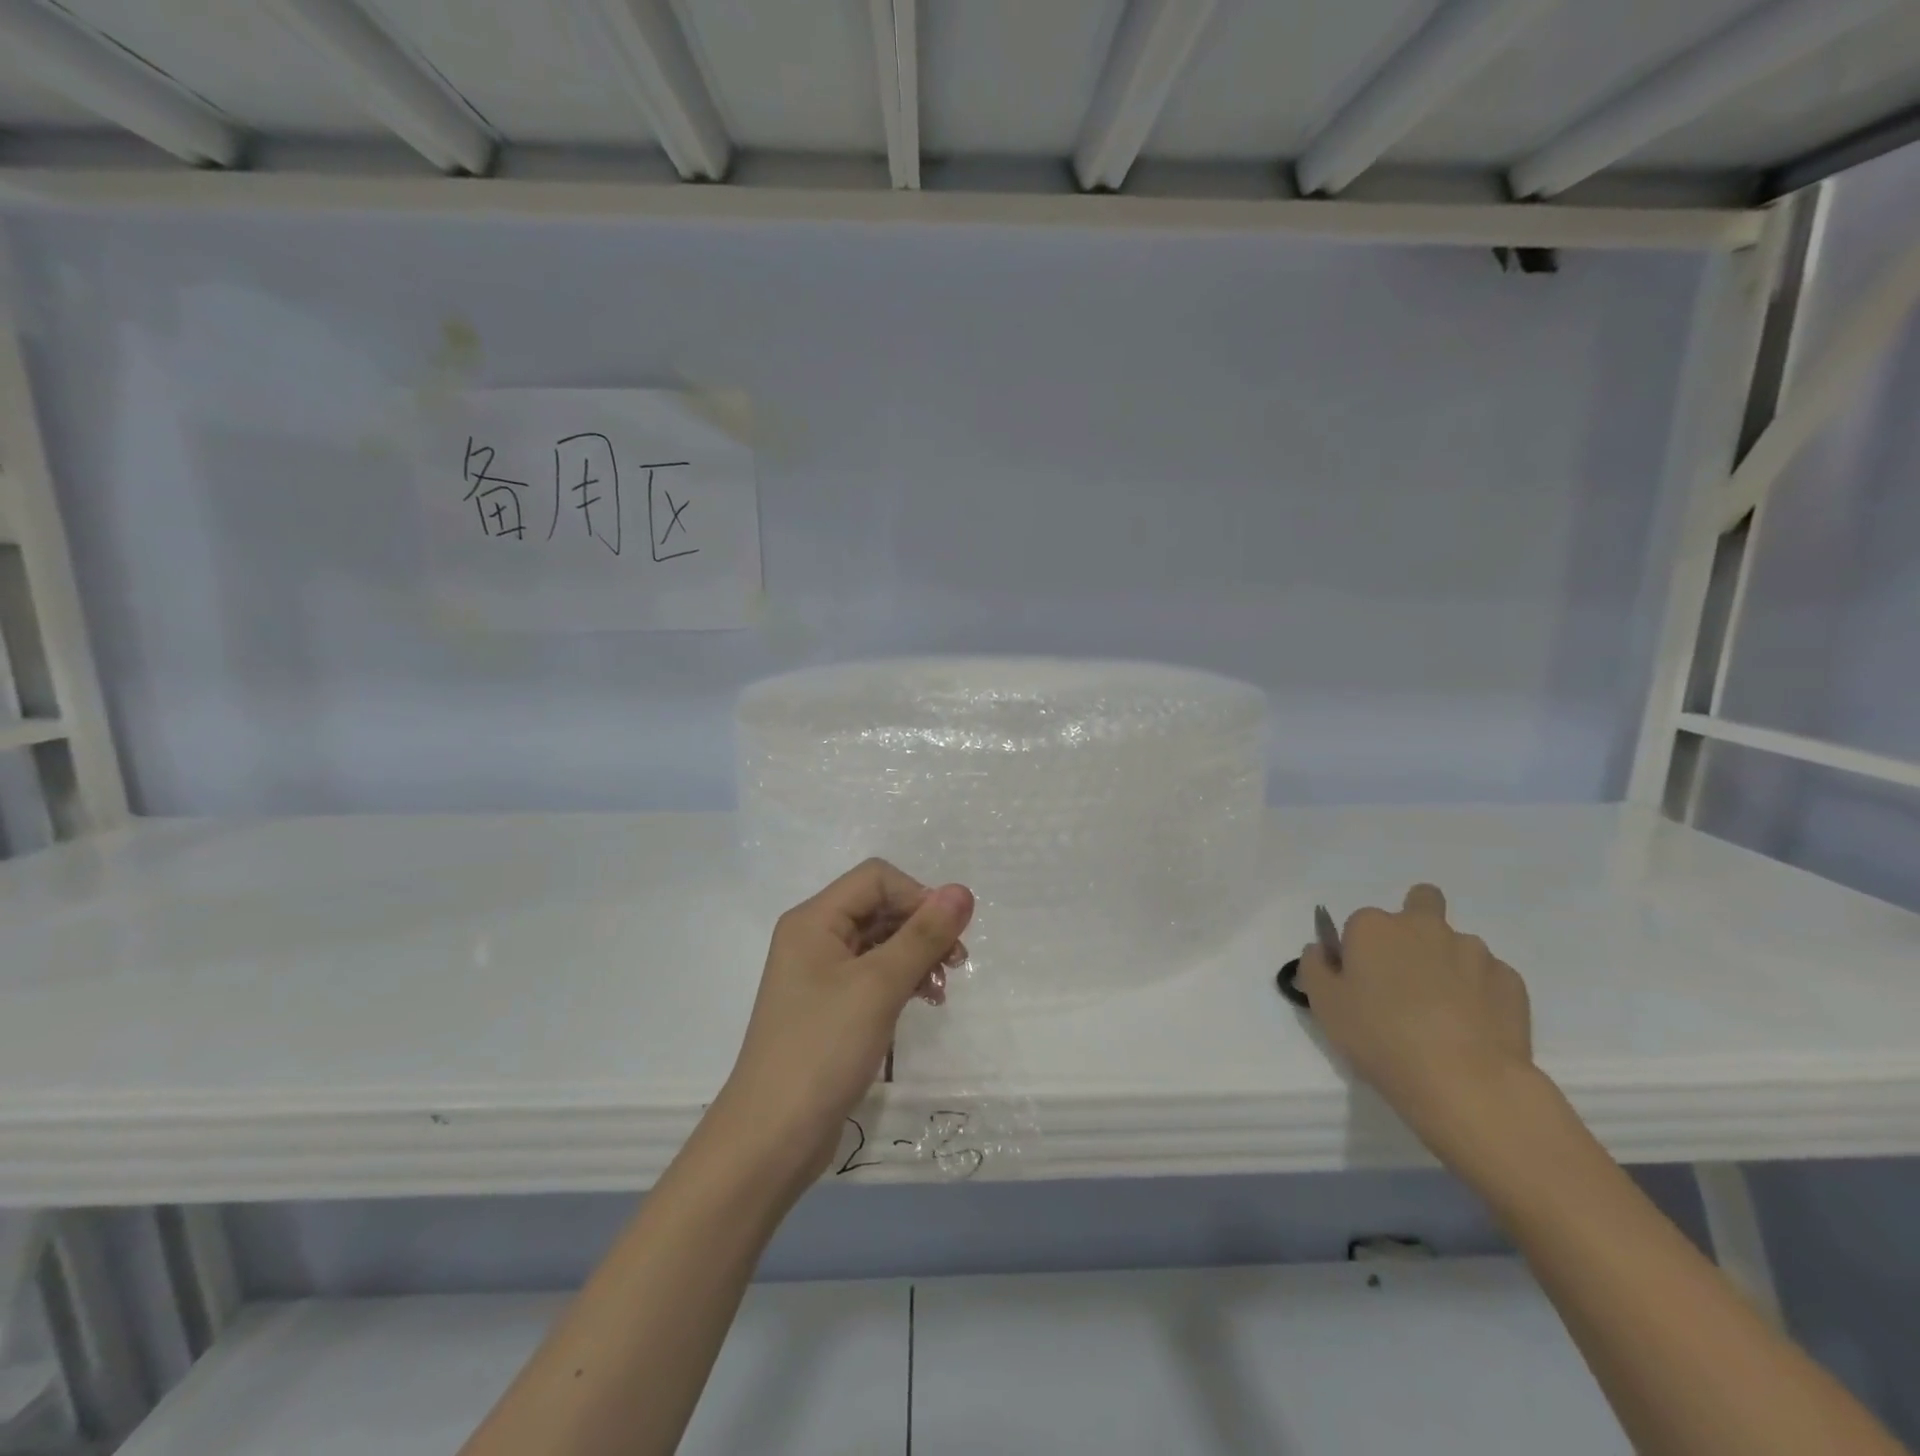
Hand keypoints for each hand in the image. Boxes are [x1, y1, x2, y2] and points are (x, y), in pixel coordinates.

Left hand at [708, 859, 973, 1191]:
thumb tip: (962, 891)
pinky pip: (872, 974)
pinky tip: (926, 1001)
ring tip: (943, 988)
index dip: (918, 896)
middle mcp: (813, 937)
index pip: (876, 878)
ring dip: (916, 955)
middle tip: (957, 962)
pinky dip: (902, 980)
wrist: (771, 1138)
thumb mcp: (879, 986)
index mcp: (814, 920)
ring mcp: (819, 974)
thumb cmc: (822, 1049)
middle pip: (879, 907)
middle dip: (921, 927)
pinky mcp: (828, 1007)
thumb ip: (922, 936)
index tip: (949, 935)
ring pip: (880, 941)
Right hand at [1297, 884, 1533, 1152]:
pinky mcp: (1511, 980)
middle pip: (1421, 902)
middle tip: (1409, 972)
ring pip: (1456, 945)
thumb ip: (1315, 967)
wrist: (1465, 1081)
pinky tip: (1474, 1027)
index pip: (1360, 924)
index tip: (1361, 983)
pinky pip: (1489, 977)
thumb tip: (1323, 950)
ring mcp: (1473, 951)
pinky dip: (1480, 993)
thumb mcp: (1324, 1004)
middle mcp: (1423, 926)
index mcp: (1374, 927)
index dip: (1360, 951)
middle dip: (1415, 924)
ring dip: (1448, 964)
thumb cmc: (1380, 1037)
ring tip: (1445, 1013)